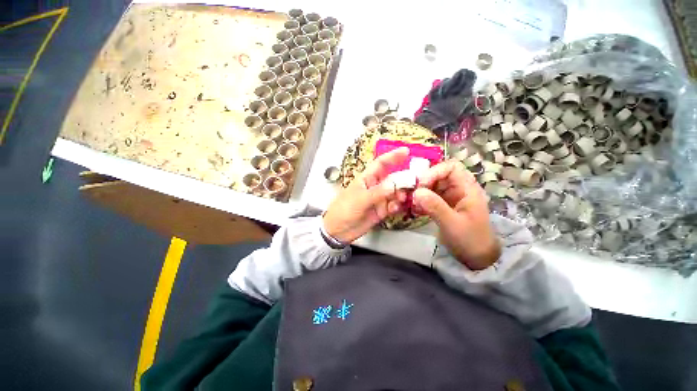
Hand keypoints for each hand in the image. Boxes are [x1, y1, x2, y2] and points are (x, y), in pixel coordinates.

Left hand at [323, 147, 409, 243]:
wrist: (338, 230)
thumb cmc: (344, 209)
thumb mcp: (360, 199)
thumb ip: (378, 192)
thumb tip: (395, 184)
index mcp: (366, 179)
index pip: (380, 164)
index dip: (392, 156)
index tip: (406, 151)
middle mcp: (375, 187)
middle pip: (392, 178)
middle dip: (402, 179)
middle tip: (413, 182)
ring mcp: (379, 199)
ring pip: (395, 193)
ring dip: (401, 194)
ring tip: (401, 198)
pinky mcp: (381, 211)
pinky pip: (393, 205)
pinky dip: (397, 206)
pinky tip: (395, 209)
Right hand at [413, 161, 500, 269]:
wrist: (476, 258)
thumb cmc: (469, 240)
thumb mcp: (452, 224)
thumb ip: (435, 206)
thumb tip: (416, 192)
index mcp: (467, 189)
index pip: (451, 167)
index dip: (434, 172)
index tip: (421, 185)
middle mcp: (458, 189)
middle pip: (438, 175)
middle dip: (423, 182)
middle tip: (412, 194)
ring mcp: (450, 197)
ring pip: (431, 186)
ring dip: (420, 192)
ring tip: (411, 203)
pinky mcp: (443, 205)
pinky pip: (429, 197)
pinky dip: (420, 201)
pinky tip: (415, 210)